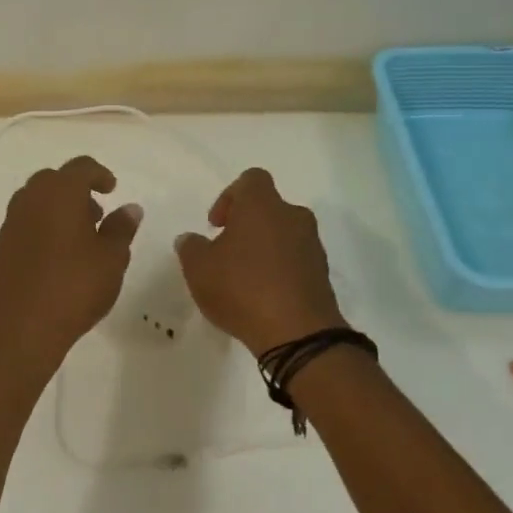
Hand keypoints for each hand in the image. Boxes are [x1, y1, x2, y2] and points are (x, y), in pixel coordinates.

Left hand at [0, 155, 141, 370]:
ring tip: (80, 237)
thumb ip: (121, 228)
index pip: (80, 167)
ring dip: (58, 208)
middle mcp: (30, 200)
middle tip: (96, 214)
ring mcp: (11, 224)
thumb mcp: (111, 259)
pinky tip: (58, 257)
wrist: (22, 329)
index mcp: (59, 193)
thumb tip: (130, 208)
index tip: (112, 189)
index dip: (99, 174)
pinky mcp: (1, 247)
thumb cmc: (75, 287)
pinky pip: (25, 223)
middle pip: (54, 180)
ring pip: (36, 201)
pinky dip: (43, 227)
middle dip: (76, 190)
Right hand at [176, 167, 344, 355]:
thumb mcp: (199, 268)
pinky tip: (263, 296)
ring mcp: (312, 245)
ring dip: (264, 248)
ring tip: (244, 279)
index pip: (251, 179)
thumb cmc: (242, 288)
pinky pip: (296, 261)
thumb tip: (190, 239)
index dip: (230, 197)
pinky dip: (280, 270)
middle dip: (246, 226)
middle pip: (268, 208)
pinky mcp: (322, 274)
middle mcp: (292, 216)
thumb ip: (190, 247)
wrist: (298, 334)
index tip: (216, 226)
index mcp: (262, 205)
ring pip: (283, 234)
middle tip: (227, 253)